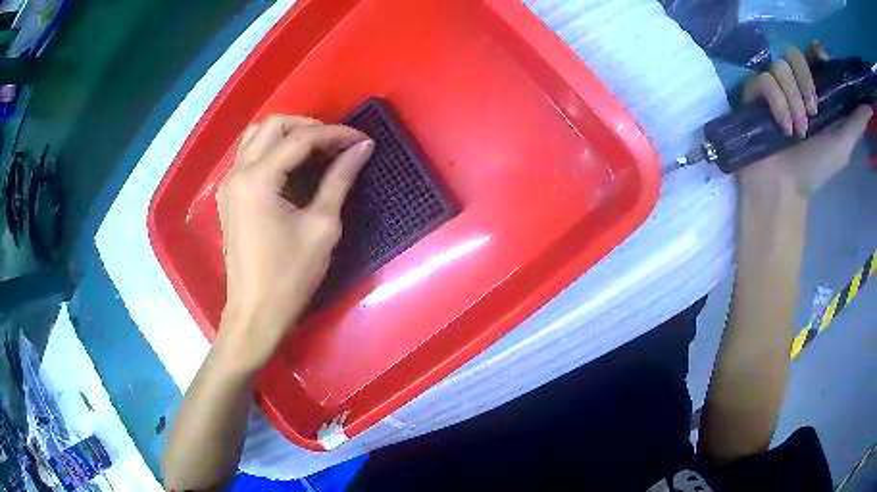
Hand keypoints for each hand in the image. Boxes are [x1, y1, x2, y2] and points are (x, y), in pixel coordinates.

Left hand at [216, 115, 373, 370]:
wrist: (255, 313)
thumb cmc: (289, 277)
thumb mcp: (321, 227)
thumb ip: (339, 180)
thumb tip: (362, 148)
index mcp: (258, 179)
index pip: (301, 139)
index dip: (336, 134)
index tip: (362, 140)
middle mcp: (238, 172)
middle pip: (273, 126)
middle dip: (309, 127)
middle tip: (336, 145)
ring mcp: (229, 183)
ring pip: (257, 136)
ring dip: (288, 135)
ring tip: (317, 151)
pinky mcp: (229, 196)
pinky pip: (249, 156)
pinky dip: (273, 150)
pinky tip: (293, 168)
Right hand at [739, 45, 873, 200]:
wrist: (784, 187)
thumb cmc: (816, 168)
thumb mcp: (844, 144)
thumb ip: (858, 122)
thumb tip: (867, 108)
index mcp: (816, 91)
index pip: (813, 56)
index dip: (816, 54)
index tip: (822, 61)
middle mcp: (795, 83)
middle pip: (795, 54)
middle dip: (806, 82)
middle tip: (813, 114)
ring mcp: (775, 85)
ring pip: (780, 67)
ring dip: (792, 100)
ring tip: (797, 130)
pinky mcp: (756, 91)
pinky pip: (764, 80)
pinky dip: (776, 103)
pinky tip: (782, 126)